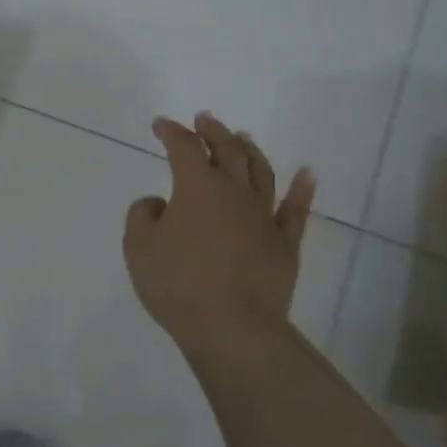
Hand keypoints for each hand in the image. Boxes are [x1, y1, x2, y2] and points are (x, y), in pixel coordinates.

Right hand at [125, 114, 313, 349]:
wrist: (232, 327)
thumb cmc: (178, 284)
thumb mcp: (138, 248)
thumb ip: (142, 215)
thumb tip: (159, 202)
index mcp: (197, 187)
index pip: (184, 148)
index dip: (172, 132)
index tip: (161, 125)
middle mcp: (234, 192)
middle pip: (227, 150)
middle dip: (213, 131)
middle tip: (205, 120)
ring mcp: (264, 216)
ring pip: (261, 171)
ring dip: (250, 150)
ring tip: (243, 137)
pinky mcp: (285, 243)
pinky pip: (296, 210)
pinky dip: (302, 189)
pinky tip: (308, 173)